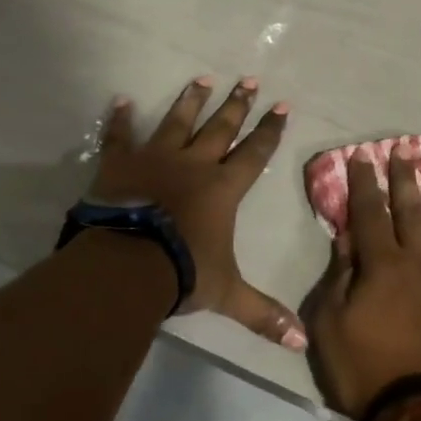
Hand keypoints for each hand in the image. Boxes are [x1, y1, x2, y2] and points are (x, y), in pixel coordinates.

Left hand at [88, 75, 305, 350]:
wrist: (127, 263)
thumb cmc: (182, 272)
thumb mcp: (226, 294)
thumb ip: (261, 313)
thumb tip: (301, 343)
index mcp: (222, 188)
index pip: (254, 153)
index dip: (270, 130)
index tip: (282, 105)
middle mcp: (194, 164)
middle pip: (220, 128)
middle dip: (237, 104)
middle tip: (249, 79)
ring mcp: (156, 158)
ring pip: (178, 121)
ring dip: (191, 100)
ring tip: (202, 77)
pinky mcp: (120, 163)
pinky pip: (120, 136)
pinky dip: (119, 119)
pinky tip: (120, 99)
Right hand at [307, 148, 420, 415]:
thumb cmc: (366, 370)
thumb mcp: (330, 325)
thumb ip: (339, 276)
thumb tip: (347, 237)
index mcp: (382, 264)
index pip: (370, 211)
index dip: (364, 181)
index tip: (362, 155)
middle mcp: (420, 262)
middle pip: (412, 209)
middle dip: (406, 177)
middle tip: (405, 150)